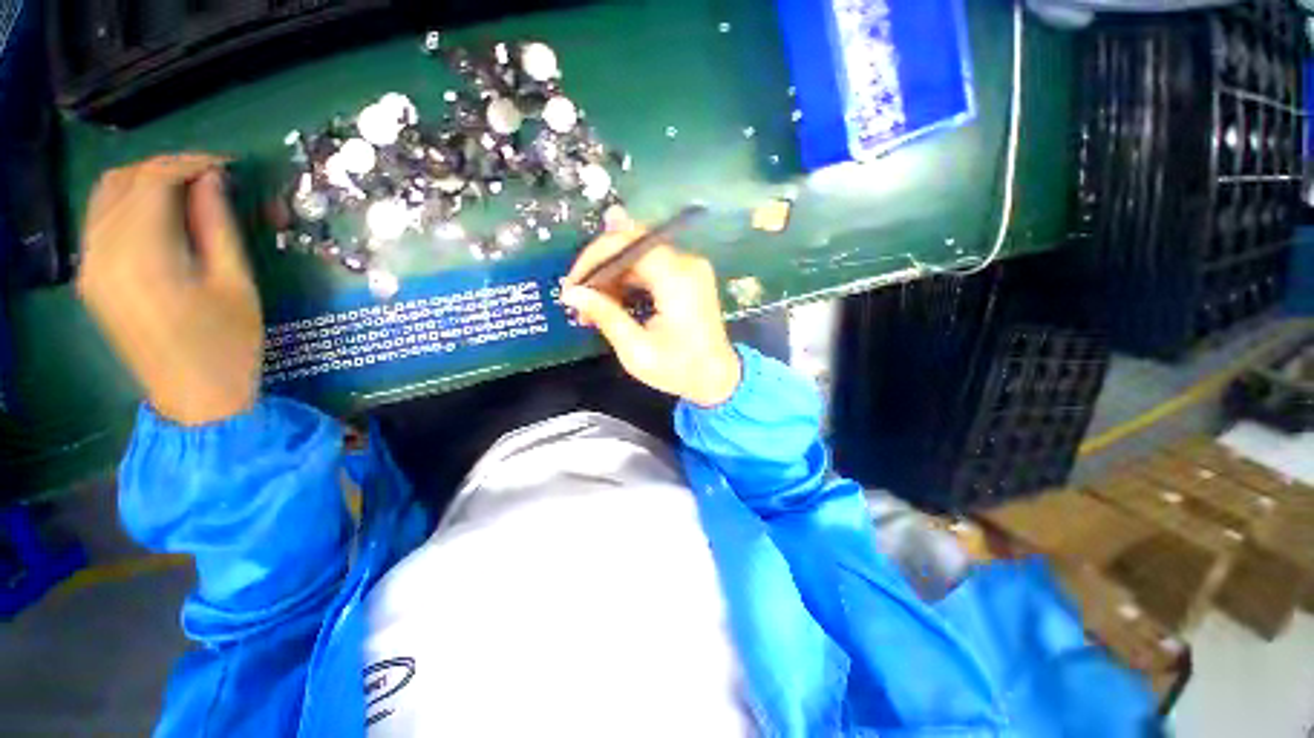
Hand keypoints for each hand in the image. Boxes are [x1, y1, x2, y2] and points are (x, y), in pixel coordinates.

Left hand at [77, 154, 262, 425]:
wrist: (195, 397)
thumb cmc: (228, 343)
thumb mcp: (236, 283)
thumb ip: (217, 226)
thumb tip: (212, 180)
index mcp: (141, 256)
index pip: (153, 181)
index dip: (189, 162)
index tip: (224, 164)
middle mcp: (102, 253)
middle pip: (123, 181)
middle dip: (165, 167)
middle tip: (208, 176)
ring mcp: (90, 266)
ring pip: (105, 196)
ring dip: (144, 182)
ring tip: (186, 191)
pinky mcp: (90, 278)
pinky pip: (101, 220)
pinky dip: (129, 204)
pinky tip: (159, 215)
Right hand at [560, 214, 740, 406]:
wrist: (718, 379)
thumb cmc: (679, 370)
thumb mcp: (636, 350)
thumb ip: (606, 315)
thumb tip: (572, 292)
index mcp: (677, 278)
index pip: (626, 244)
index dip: (593, 258)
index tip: (572, 286)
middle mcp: (687, 263)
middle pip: (631, 247)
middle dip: (600, 271)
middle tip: (580, 302)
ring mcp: (690, 268)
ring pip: (638, 257)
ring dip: (612, 279)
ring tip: (592, 309)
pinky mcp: (688, 277)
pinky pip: (650, 268)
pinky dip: (628, 283)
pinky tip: (614, 304)